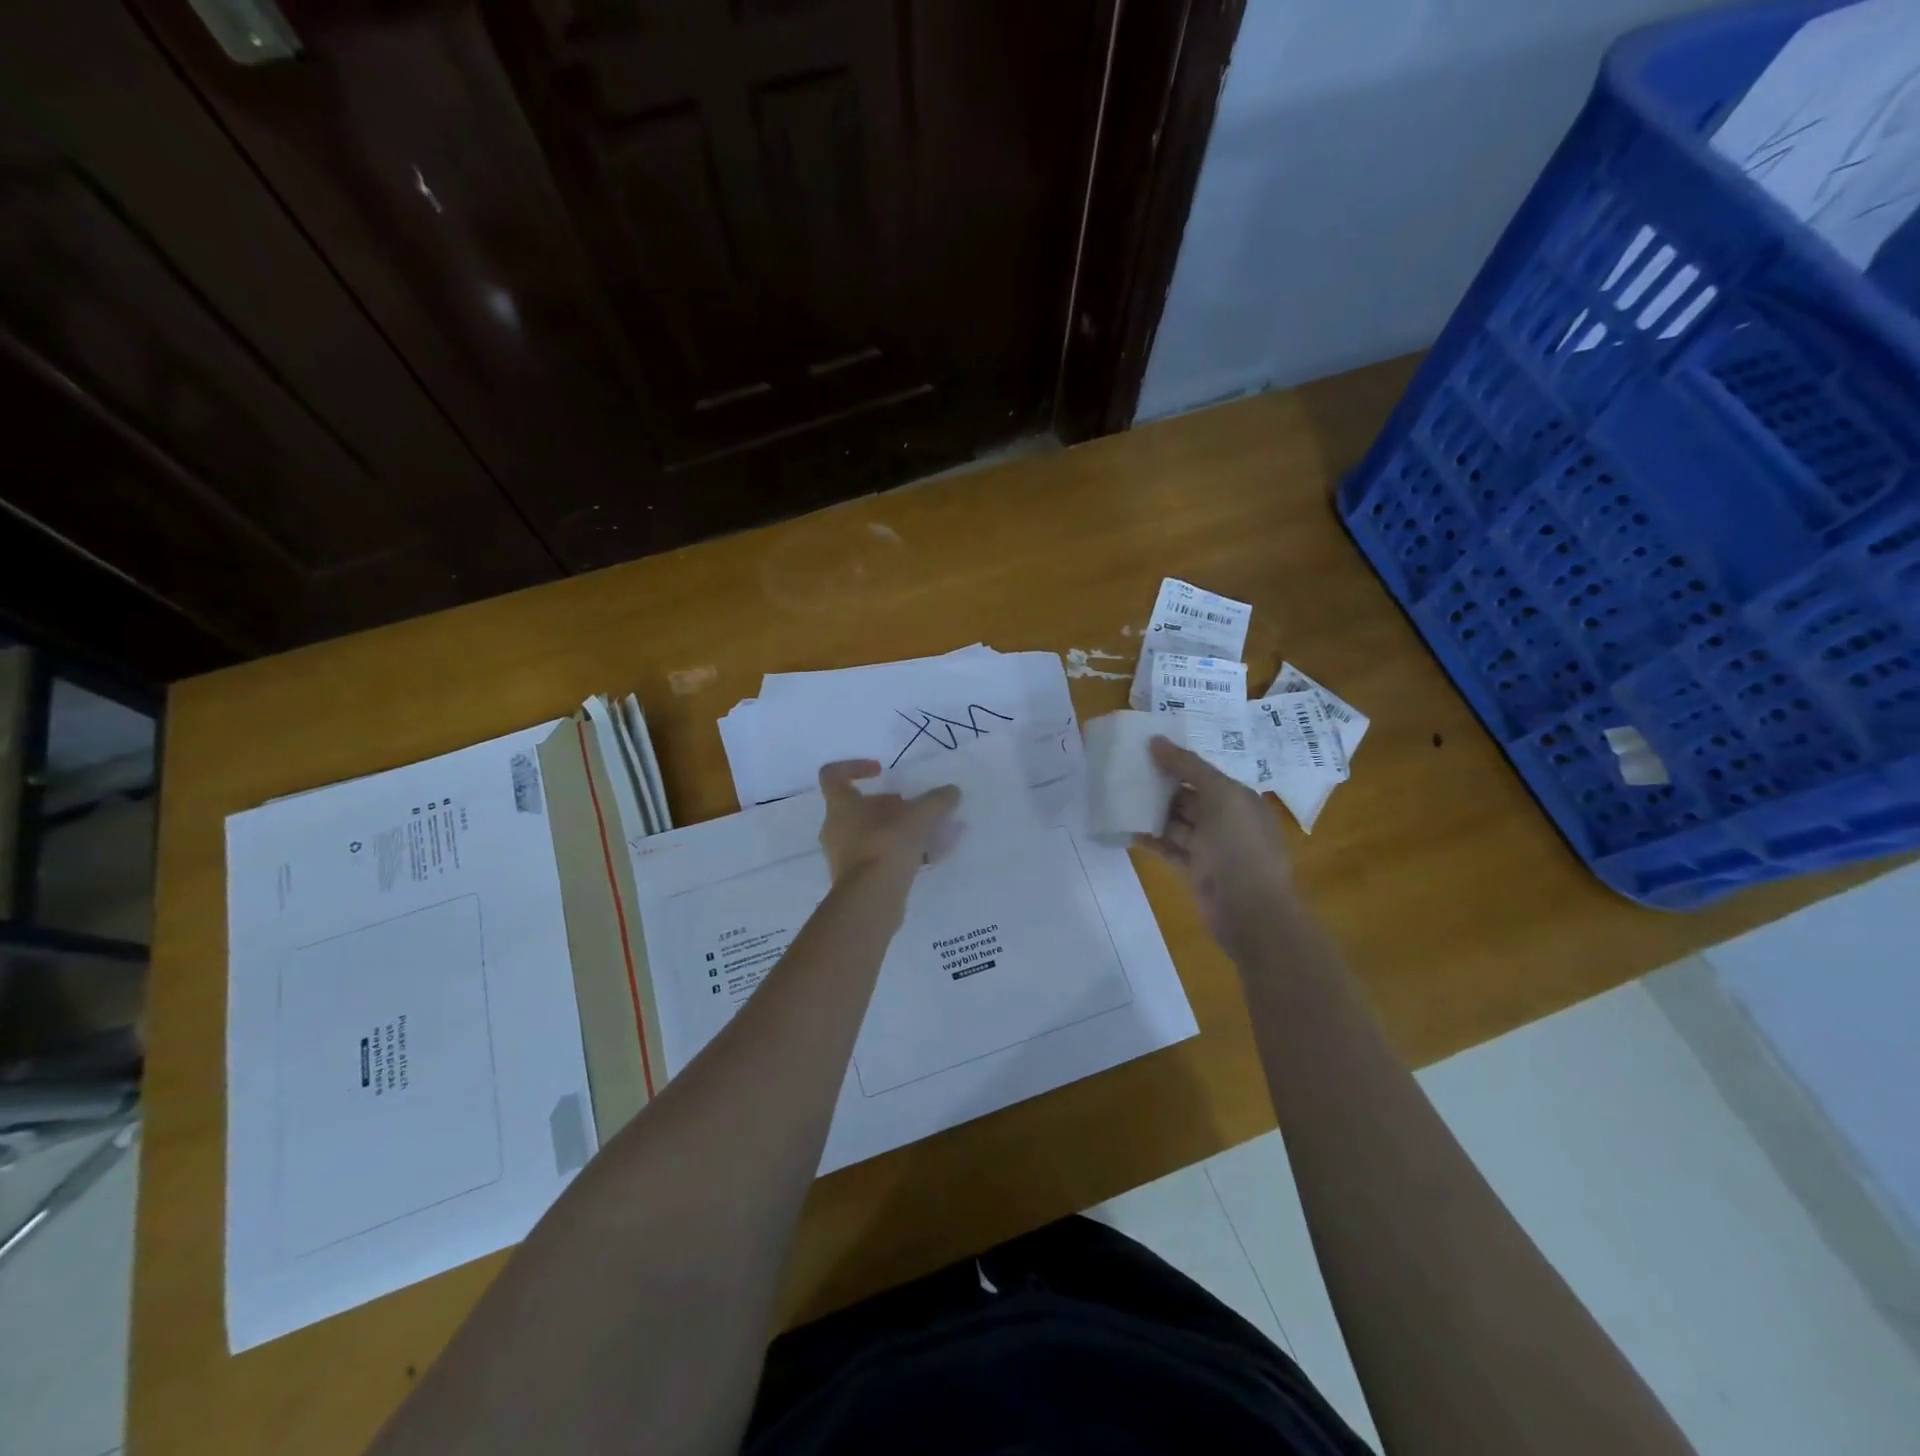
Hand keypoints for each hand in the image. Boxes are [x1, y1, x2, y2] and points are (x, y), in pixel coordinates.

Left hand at [817, 759, 961, 884]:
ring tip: (924, 834)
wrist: (871, 900)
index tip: (881, 771)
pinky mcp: (854, 879)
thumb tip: (952, 791)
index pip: (833, 775)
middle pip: (857, 807)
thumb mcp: (918, 817)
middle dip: (887, 805)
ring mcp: (842, 856)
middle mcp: (835, 828)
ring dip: (894, 830)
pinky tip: (924, 858)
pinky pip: (875, 857)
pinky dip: (896, 853)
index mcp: (841, 805)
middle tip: (911, 809)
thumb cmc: (886, 846)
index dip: (855, 767)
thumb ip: (936, 801)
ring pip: (868, 833)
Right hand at [1140, 737, 1294, 957]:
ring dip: (1151, 811)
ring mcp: (1210, 848)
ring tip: (1119, 796)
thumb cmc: (1242, 846)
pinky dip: (1150, 840)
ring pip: (1176, 823)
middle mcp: (1226, 820)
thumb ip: (1189, 767)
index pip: (1203, 773)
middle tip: (1124, 771)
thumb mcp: (1222, 796)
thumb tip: (1156, 741)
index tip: (1144, 749)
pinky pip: (1169, 848)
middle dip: (1160, 785)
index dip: (1177, 761)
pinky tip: (1126, 829)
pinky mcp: (1195, 870)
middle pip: (1188, 797)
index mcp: (1239, 799)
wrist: (1252, 911)